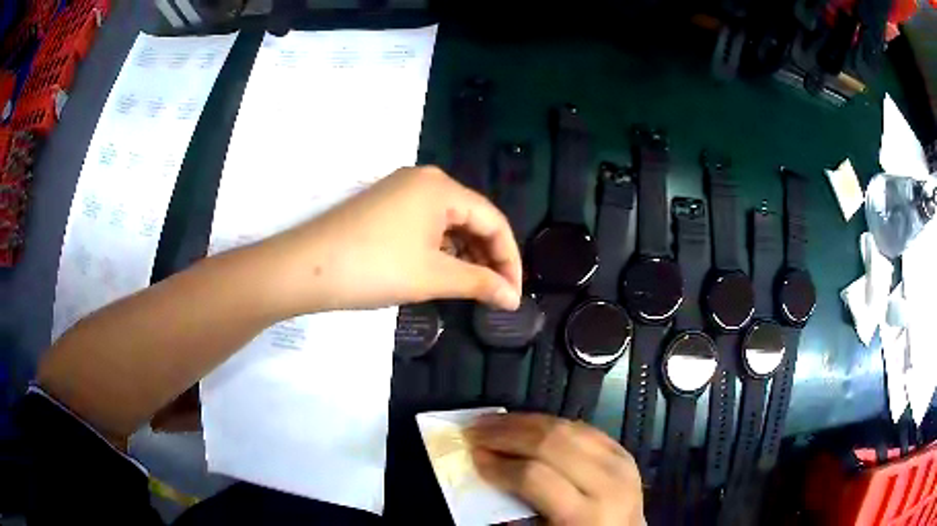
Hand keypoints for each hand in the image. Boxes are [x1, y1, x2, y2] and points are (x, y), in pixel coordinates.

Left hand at [271, 166, 522, 312]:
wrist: (305, 268)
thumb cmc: (375, 268)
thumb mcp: (434, 276)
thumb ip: (480, 284)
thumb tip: (512, 298)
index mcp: (442, 188)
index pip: (493, 220)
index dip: (509, 259)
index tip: (513, 294)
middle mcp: (424, 181)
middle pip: (471, 219)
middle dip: (487, 257)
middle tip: (495, 294)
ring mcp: (400, 192)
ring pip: (448, 223)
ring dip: (464, 255)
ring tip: (471, 288)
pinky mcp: (384, 206)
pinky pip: (425, 225)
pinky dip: (439, 249)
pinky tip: (442, 272)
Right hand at [466, 413, 643, 525]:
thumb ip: (515, 510)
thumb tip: (486, 476)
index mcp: (586, 514)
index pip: (535, 476)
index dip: (499, 464)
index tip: (473, 456)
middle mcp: (608, 482)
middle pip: (552, 443)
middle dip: (507, 433)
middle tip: (475, 430)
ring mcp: (620, 463)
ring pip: (567, 427)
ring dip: (525, 421)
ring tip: (494, 422)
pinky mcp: (622, 452)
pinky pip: (582, 428)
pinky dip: (550, 423)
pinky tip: (528, 424)